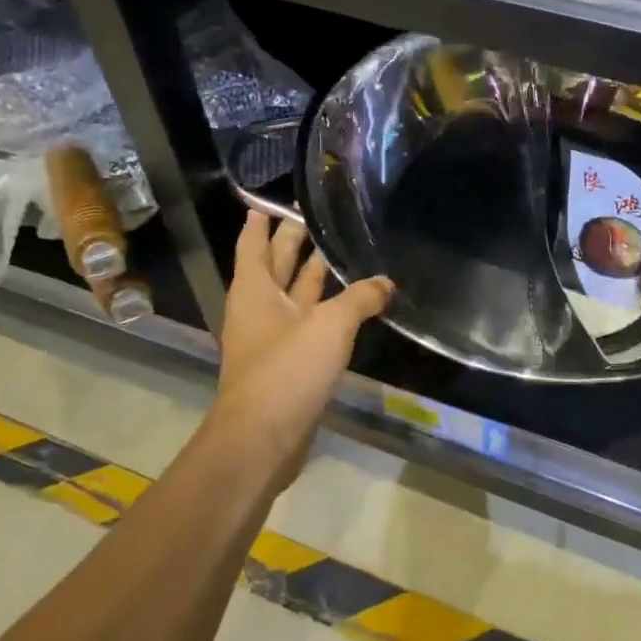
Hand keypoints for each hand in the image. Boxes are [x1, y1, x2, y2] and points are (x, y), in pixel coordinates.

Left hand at [211, 211, 392, 478]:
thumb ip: (360, 299)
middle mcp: (259, 310)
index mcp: (256, 291)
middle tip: (312, 215)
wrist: (262, 439)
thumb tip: (387, 282)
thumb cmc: (287, 370)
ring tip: (336, 251)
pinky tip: (349, 304)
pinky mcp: (288, 364)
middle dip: (290, 242)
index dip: (260, 222)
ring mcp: (272, 339)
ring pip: (293, 295)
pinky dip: (324, 309)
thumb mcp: (330, 325)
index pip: (253, 245)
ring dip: (310, 275)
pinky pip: (307, 324)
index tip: (269, 201)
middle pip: (274, 266)